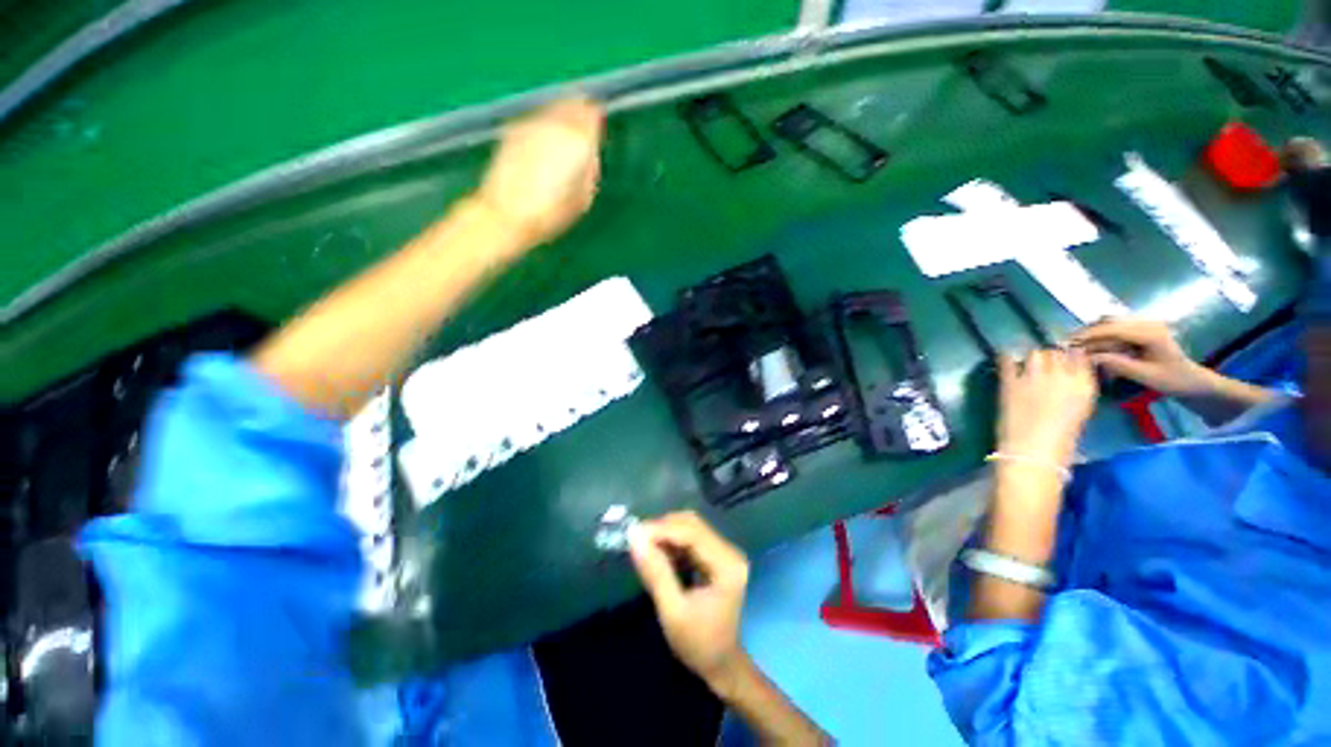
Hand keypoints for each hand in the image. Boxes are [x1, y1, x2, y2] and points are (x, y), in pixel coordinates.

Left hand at [476, 96, 603, 249]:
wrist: (507, 213)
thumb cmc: (551, 213)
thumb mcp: (583, 198)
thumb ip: (589, 169)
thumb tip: (589, 155)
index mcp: (578, 141)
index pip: (591, 114)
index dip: (595, 119)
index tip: (597, 125)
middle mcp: (556, 124)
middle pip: (571, 103)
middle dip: (578, 110)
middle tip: (583, 119)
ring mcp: (532, 124)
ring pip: (553, 107)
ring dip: (561, 114)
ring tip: (564, 130)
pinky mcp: (513, 130)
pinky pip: (537, 118)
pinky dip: (544, 124)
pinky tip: (544, 140)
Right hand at [629, 511, 748, 688]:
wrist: (723, 665)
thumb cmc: (699, 645)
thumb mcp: (673, 612)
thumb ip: (656, 573)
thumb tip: (635, 539)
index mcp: (726, 565)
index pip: (692, 533)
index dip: (662, 529)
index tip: (634, 534)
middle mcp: (729, 551)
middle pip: (692, 524)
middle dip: (663, 527)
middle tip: (637, 540)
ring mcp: (725, 552)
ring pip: (691, 527)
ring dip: (666, 532)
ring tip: (644, 546)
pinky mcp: (717, 556)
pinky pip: (691, 537)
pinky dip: (672, 541)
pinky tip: (658, 553)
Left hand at [997, 348, 1097, 468]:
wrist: (1033, 452)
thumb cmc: (1060, 441)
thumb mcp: (1079, 411)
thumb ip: (1074, 390)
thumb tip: (1066, 377)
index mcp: (1085, 386)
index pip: (1079, 356)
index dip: (1068, 357)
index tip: (1061, 362)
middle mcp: (1062, 376)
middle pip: (1055, 353)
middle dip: (1049, 357)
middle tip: (1041, 366)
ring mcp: (1035, 377)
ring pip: (1034, 353)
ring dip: (1030, 358)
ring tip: (1026, 366)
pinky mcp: (1010, 382)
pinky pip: (1007, 361)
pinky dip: (1005, 359)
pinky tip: (1004, 362)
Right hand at [1070, 318, 1212, 397]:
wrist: (1192, 380)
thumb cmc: (1172, 380)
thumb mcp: (1145, 375)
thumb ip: (1118, 364)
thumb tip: (1089, 357)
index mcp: (1151, 332)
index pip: (1113, 328)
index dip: (1088, 334)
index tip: (1068, 343)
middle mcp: (1147, 323)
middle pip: (1109, 322)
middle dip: (1087, 333)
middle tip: (1068, 346)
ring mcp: (1144, 325)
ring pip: (1110, 323)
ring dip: (1093, 334)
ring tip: (1078, 347)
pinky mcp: (1140, 330)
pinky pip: (1115, 328)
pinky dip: (1101, 336)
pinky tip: (1093, 347)